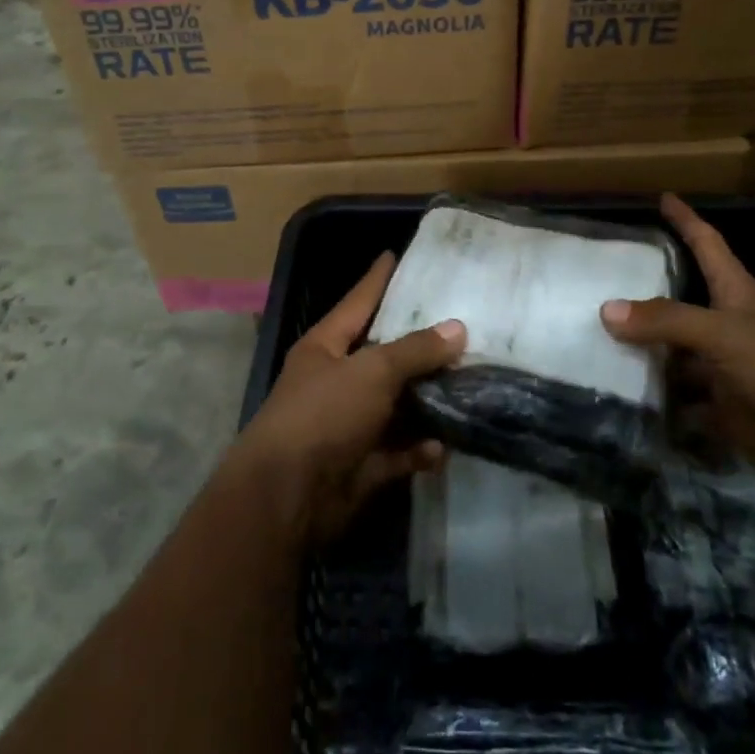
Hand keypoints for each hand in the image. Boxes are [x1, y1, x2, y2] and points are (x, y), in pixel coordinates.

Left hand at [234, 252, 465, 543]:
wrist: (286, 498)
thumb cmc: (323, 415)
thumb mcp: (372, 371)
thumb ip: (415, 350)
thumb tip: (457, 329)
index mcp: (326, 347)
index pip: (358, 302)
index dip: (378, 279)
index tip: (396, 255)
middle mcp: (335, 381)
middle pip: (384, 356)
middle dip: (420, 346)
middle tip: (463, 326)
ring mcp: (347, 425)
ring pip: (396, 406)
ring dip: (427, 402)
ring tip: (468, 385)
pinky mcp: (360, 466)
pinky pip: (397, 451)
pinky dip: (418, 450)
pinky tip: (443, 447)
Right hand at [601, 194, 754, 502]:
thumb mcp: (724, 333)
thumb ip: (666, 321)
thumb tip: (605, 309)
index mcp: (736, 292)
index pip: (707, 244)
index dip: (686, 220)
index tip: (664, 197)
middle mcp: (727, 326)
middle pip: (680, 302)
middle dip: (645, 293)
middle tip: (598, 281)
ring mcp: (724, 368)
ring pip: (674, 353)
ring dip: (642, 351)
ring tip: (593, 341)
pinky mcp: (723, 408)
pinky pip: (679, 401)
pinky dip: (655, 401)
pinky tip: (619, 396)